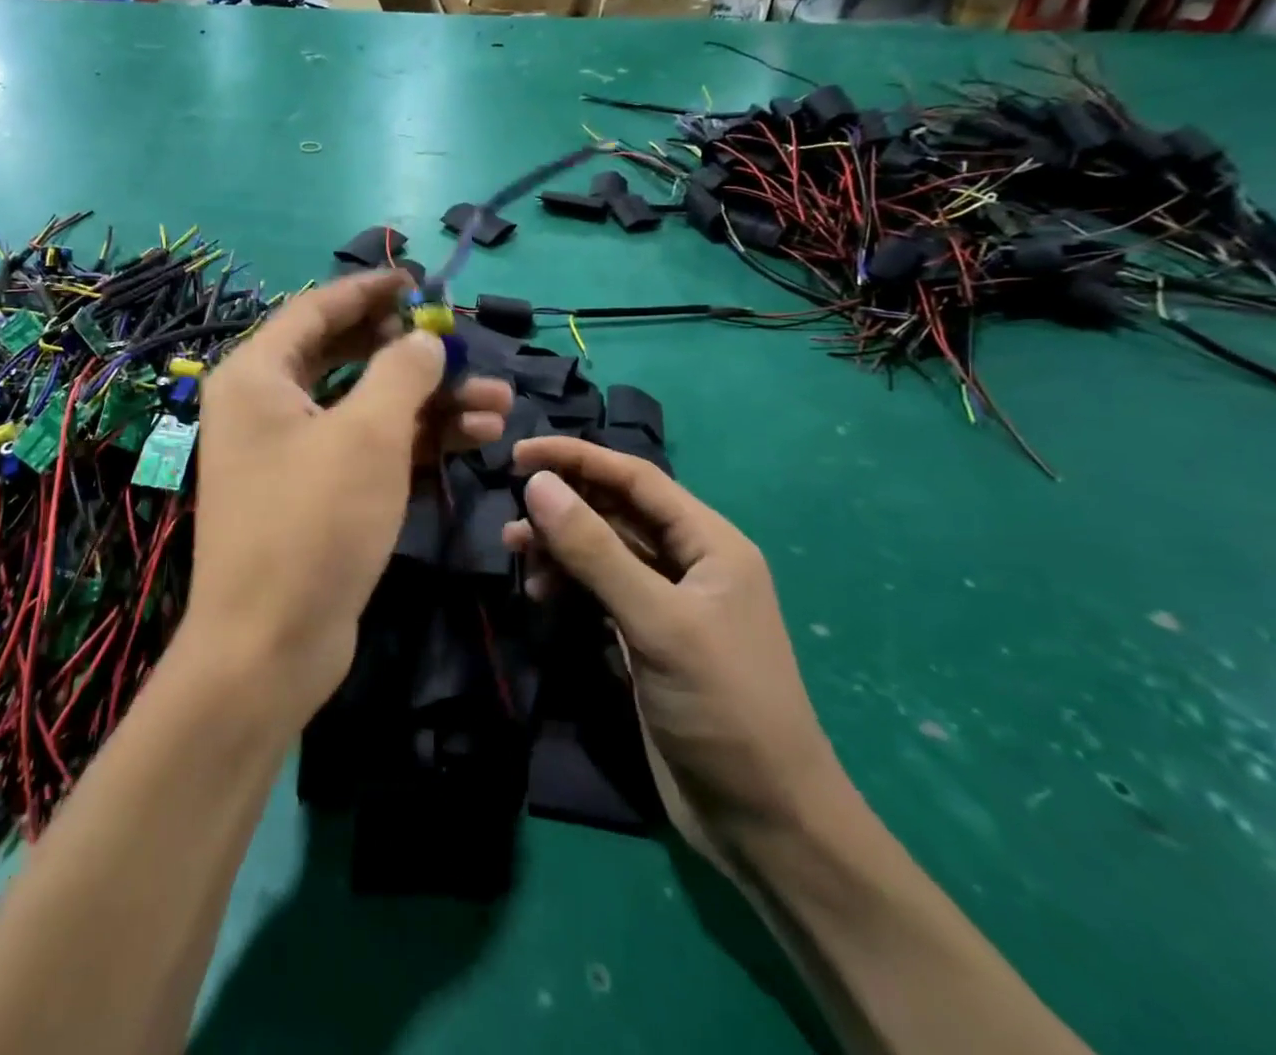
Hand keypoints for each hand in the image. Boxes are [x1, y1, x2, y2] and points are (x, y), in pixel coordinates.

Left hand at [188, 272, 512, 723]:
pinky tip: (479, 436)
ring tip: (500, 401)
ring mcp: (293, 453)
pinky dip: (418, 440)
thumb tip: (424, 339)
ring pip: (368, 407)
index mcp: (258, 376)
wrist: (272, 645)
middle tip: (465, 346)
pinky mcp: (319, 494)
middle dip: (414, 354)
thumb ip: (402, 372)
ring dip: (432, 402)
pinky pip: (370, 448)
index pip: (317, 310)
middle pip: (348, 357)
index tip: (421, 281)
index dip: (371, 290)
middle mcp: (268, 406)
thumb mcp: (368, 434)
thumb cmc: (314, 522)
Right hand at [502, 437, 846, 865]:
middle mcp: (689, 562)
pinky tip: (540, 595)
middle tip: (511, 516)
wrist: (764, 821)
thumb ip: (596, 551)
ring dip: (559, 546)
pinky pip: (598, 590)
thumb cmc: (723, 707)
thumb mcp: (658, 622)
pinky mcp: (645, 636)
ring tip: (516, 555)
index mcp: (710, 543)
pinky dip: (567, 585)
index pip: (635, 478)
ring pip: (602, 551)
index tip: (517, 454)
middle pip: (616, 511)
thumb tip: (536, 484)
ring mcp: (666, 601)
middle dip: (563, 506)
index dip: (577, 458)